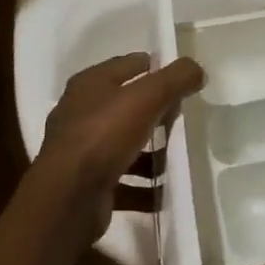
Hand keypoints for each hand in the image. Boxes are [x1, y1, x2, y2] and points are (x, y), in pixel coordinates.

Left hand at [37, 52, 204, 244]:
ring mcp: (82, 151)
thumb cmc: (104, 135)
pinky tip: (165, 192)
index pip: (128, 65)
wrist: (67, 199)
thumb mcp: (147, 96)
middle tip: (183, 118)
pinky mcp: (87, 185)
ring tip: (178, 157)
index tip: (182, 80)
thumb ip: (175, 78)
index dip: (155, 68)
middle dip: (155, 111)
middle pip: (127, 105)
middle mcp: (81, 113)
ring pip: (125, 144)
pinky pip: (123, 181)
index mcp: (90, 84)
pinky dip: (144, 187)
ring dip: (151, 153)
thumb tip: (197, 69)